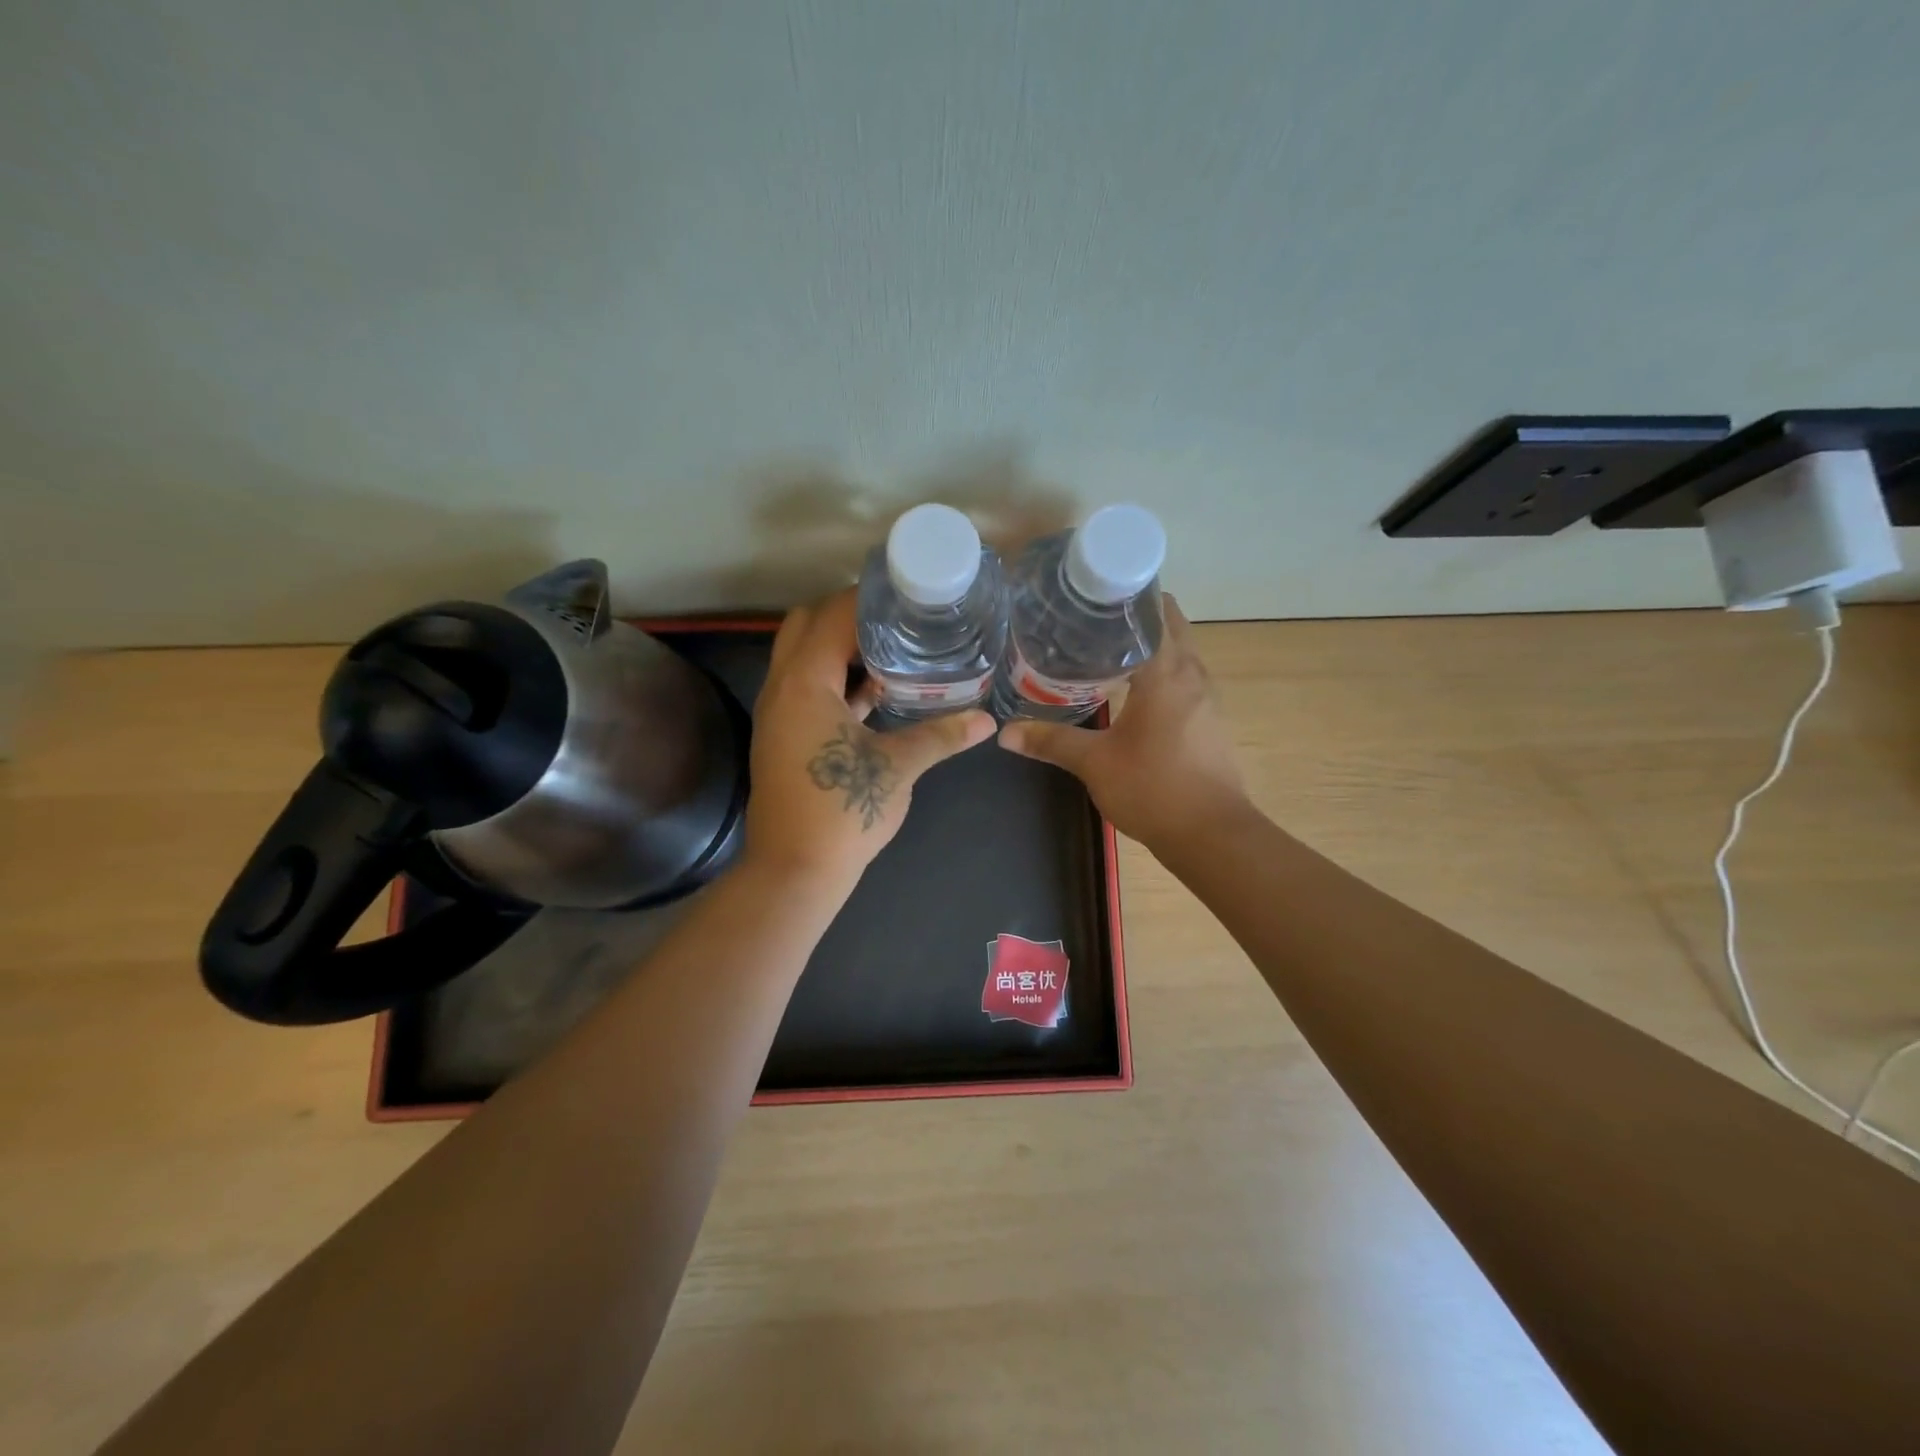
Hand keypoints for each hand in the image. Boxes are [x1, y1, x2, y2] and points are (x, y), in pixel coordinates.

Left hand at [744, 589, 996, 889]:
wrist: (794, 870)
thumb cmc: (842, 812)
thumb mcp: (898, 767)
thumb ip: (940, 736)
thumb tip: (986, 722)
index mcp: (804, 682)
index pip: (832, 615)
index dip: (868, 599)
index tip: (907, 593)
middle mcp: (781, 687)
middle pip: (806, 625)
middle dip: (849, 616)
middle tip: (898, 621)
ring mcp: (777, 713)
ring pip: (803, 657)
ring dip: (840, 648)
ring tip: (893, 649)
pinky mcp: (783, 735)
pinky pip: (806, 687)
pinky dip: (834, 679)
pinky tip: (875, 693)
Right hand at [997, 595, 1249, 849]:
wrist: (1213, 836)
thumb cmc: (1154, 790)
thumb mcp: (1095, 763)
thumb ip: (1050, 741)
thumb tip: (1005, 732)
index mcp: (1166, 672)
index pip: (1153, 611)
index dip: (1124, 596)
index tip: (1088, 594)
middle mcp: (1192, 674)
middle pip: (1168, 624)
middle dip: (1133, 616)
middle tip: (1086, 619)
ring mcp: (1206, 697)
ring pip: (1178, 650)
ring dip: (1147, 642)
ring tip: (1101, 646)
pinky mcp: (1209, 719)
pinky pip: (1183, 676)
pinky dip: (1158, 669)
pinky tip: (1128, 687)